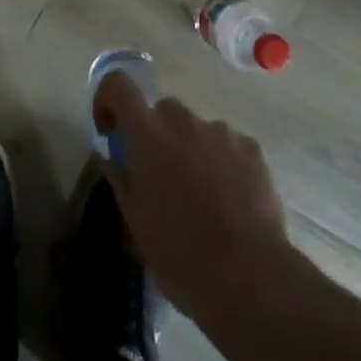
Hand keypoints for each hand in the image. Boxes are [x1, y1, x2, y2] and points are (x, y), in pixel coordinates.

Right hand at [95, 72, 293, 319]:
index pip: (118, 84)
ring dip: (189, 150)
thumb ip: (120, 178)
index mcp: (147, 134)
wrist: (250, 276)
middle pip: (161, 111)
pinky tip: (229, 201)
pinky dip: (220, 162)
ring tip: (200, 197)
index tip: (110, 131)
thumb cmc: (180, 254)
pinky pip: (226, 145)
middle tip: (159, 178)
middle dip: (155, 135)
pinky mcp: (251, 147)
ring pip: (195, 129)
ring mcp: (221, 131)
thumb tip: (108, 155)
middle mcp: (183, 120)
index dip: (109, 99)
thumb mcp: (136, 222)